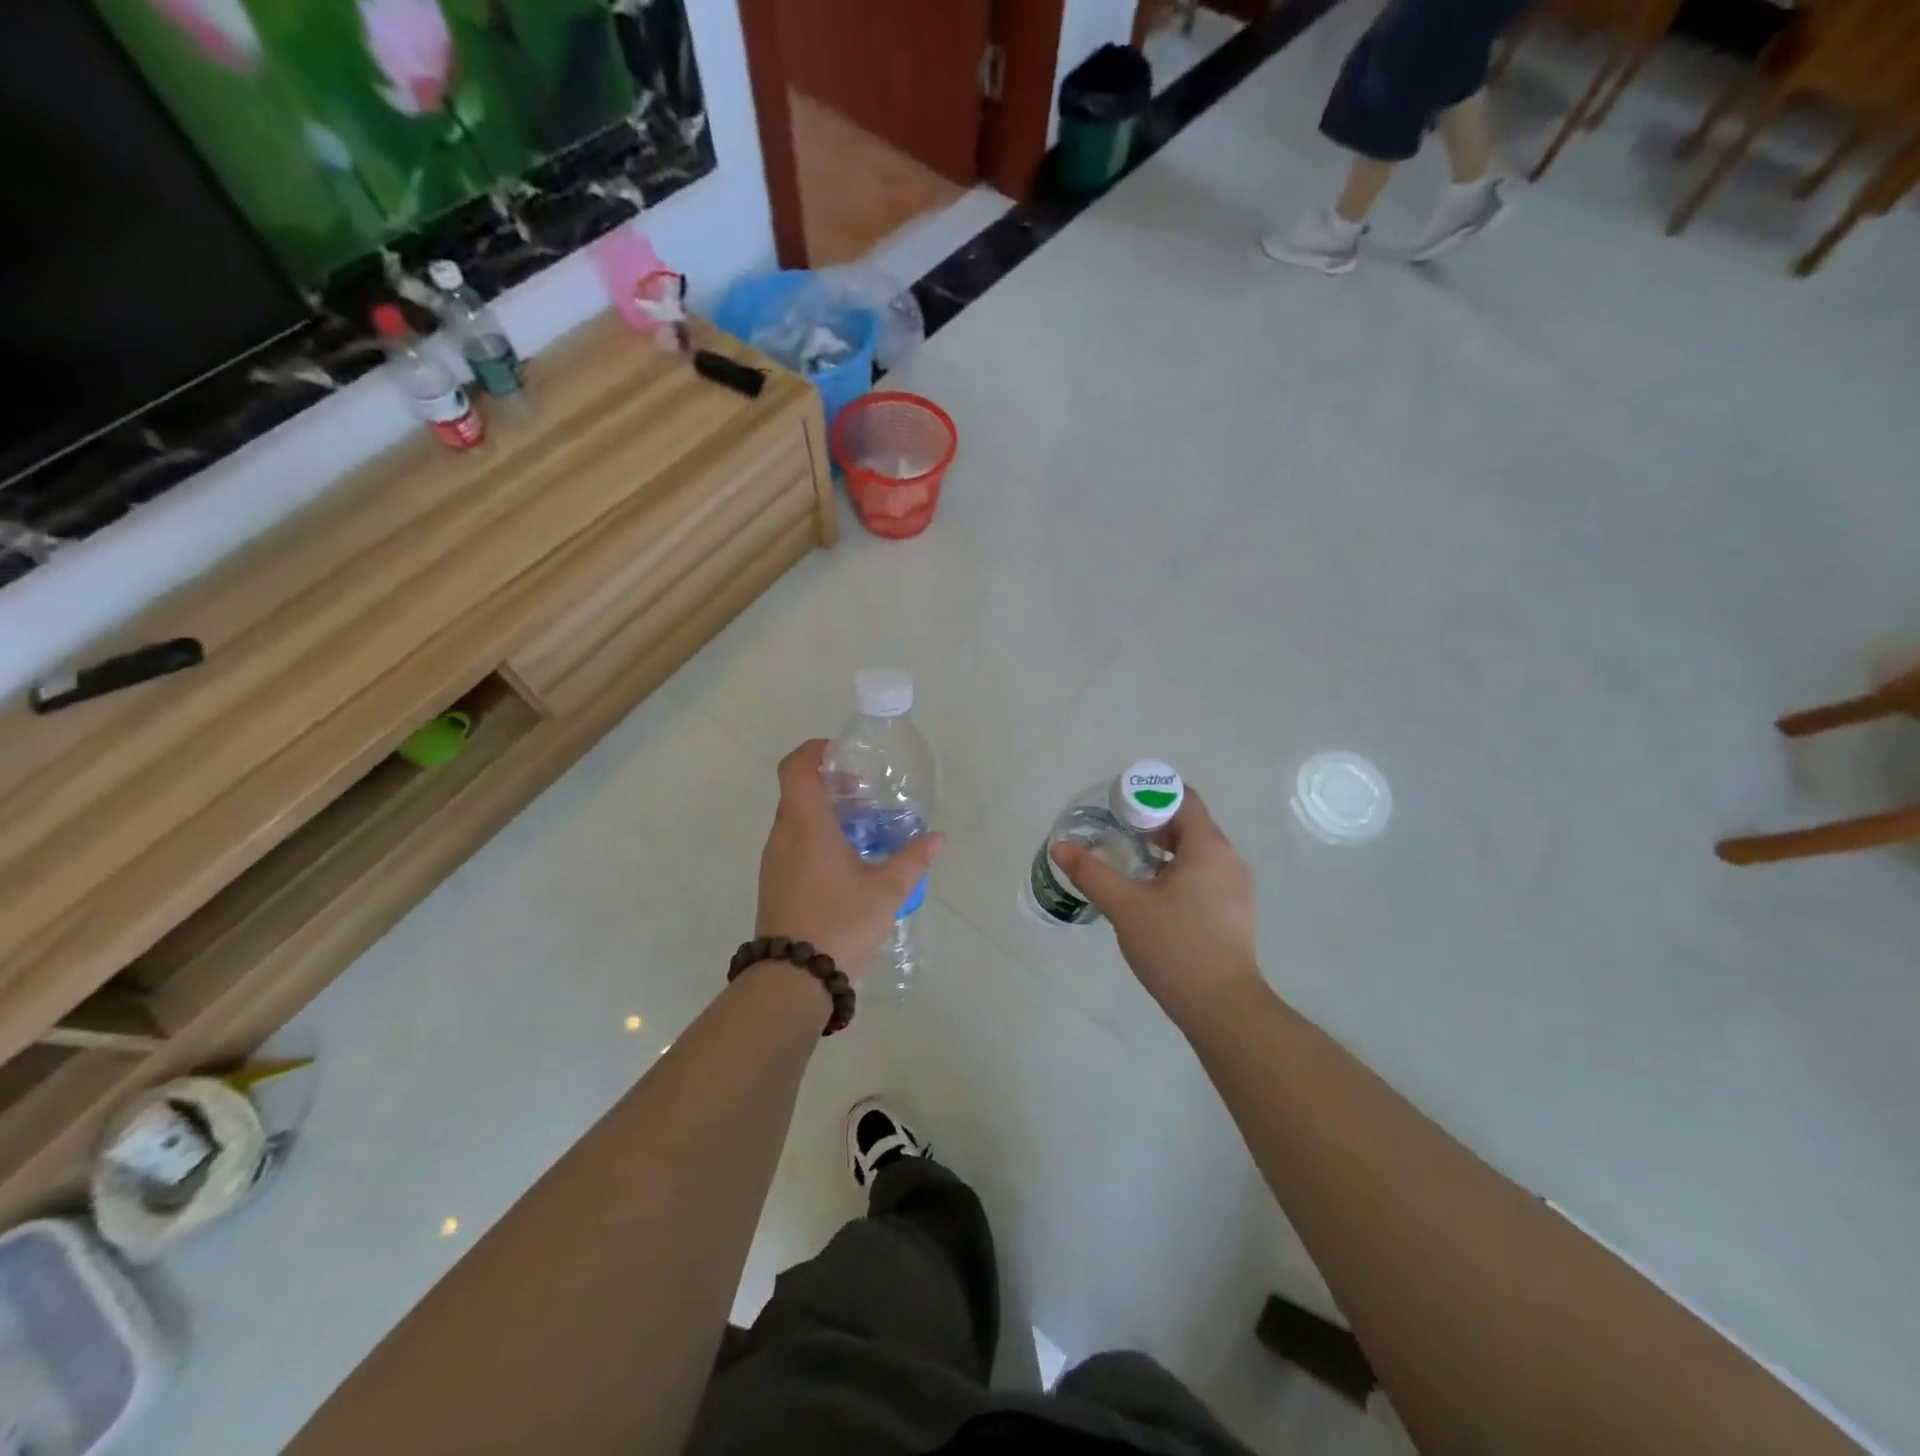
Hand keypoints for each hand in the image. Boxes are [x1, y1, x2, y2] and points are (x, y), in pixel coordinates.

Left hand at [756, 740, 943, 972]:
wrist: (792, 979)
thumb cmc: (839, 924)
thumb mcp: (886, 892)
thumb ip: (912, 860)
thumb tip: (937, 838)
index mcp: (807, 826)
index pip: (796, 767)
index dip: (815, 751)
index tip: (842, 754)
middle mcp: (783, 836)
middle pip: (797, 791)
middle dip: (830, 784)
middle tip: (864, 795)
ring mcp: (774, 861)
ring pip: (794, 818)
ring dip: (824, 812)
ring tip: (861, 829)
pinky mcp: (774, 882)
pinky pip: (792, 842)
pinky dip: (815, 836)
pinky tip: (845, 861)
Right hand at [1050, 788, 1260, 1030]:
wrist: (1223, 1008)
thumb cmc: (1175, 947)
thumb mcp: (1125, 906)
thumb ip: (1091, 872)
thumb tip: (1060, 847)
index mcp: (1208, 847)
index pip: (1183, 798)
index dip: (1148, 795)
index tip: (1117, 808)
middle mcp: (1228, 858)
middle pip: (1188, 823)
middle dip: (1150, 823)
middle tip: (1114, 834)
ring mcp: (1236, 886)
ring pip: (1196, 850)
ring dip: (1162, 849)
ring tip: (1127, 862)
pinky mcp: (1234, 909)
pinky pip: (1204, 873)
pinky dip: (1176, 871)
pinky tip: (1151, 894)